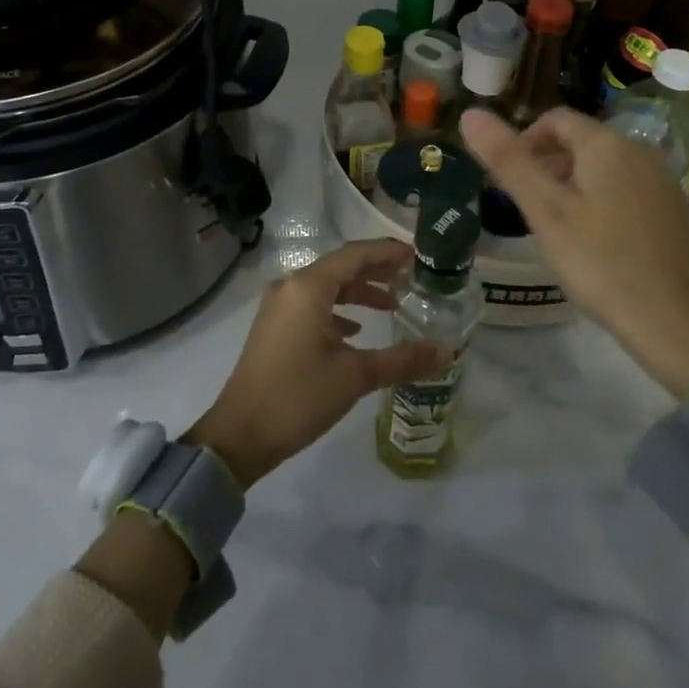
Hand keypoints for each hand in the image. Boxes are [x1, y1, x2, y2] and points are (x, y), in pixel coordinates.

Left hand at [187, 240, 454, 487]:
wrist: (240, 435)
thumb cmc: (298, 396)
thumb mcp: (355, 376)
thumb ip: (403, 360)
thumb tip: (448, 351)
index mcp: (308, 287)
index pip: (355, 255)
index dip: (387, 252)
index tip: (418, 255)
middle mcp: (291, 287)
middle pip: (341, 267)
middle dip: (376, 270)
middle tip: (411, 275)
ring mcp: (279, 306)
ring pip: (326, 286)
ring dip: (358, 291)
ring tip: (392, 304)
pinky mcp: (275, 326)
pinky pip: (313, 305)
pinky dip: (338, 310)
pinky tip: (356, 329)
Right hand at [460, 107, 688, 397]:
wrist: (672, 321)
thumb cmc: (599, 261)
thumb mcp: (544, 211)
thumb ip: (508, 160)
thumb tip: (470, 114)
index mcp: (608, 145)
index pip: (556, 119)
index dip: (524, 140)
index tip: (508, 179)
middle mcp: (641, 152)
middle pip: (582, 142)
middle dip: (547, 164)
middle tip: (526, 206)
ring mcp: (664, 183)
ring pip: (606, 168)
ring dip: (574, 184)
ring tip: (556, 227)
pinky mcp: (677, 213)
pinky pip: (629, 191)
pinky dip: (603, 202)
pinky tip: (596, 243)